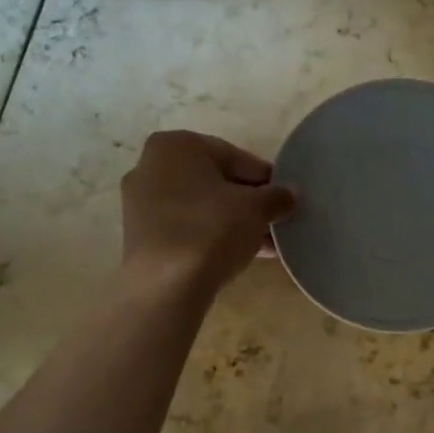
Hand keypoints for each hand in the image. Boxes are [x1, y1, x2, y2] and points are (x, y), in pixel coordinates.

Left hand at [121, 131, 295, 293]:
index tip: (285, 199)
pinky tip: (240, 255)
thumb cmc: (211, 230)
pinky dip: (212, 237)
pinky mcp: (141, 236)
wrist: (166, 286)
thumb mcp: (256, 209)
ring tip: (265, 244)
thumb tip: (292, 194)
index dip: (266, 179)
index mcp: (176, 146)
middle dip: (248, 202)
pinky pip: (186, 229)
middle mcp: (151, 166)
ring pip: (201, 207)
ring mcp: (141, 204)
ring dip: (233, 222)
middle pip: (215, 182)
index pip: (235, 157)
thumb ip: (277, 196)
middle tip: (275, 222)